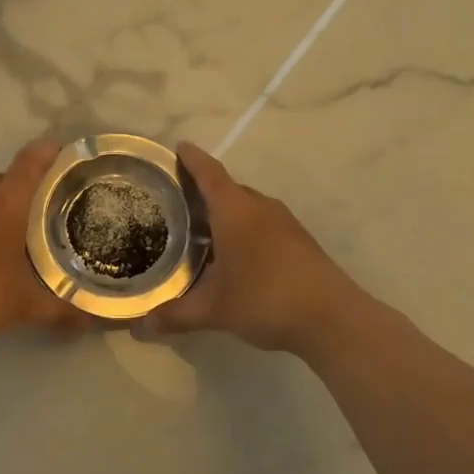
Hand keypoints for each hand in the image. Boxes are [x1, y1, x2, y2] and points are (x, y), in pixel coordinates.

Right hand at [135, 143, 361, 354]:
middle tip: (177, 199)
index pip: (209, 173)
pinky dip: (243, 227)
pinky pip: (262, 222)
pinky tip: (234, 252)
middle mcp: (260, 207)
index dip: (193, 159)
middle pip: (228, 188)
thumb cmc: (266, 300)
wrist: (333, 318)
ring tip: (201, 227)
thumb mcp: (215, 310)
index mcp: (235, 211)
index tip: (179, 147)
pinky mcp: (298, 240)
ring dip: (225, 210)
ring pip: (247, 206)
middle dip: (204, 189)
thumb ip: (176, 315)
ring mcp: (284, 222)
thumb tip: (141, 327)